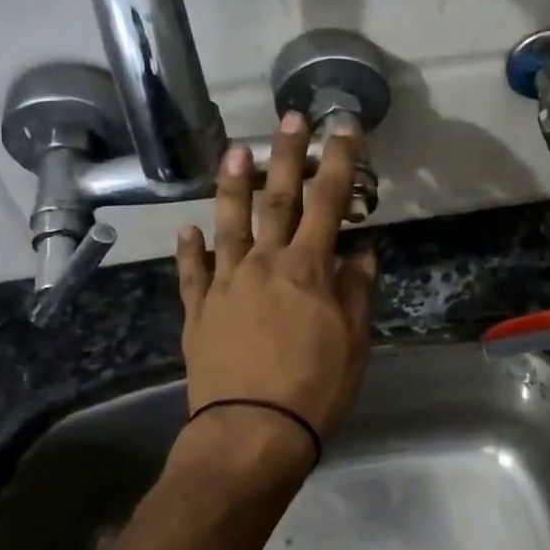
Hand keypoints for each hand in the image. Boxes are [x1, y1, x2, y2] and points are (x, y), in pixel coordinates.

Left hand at [175, 113, 376, 459]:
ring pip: (229, 225)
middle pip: (278, 200)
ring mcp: (226, 285)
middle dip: (286, 156)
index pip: (329, 203)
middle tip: (288, 118)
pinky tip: (188, 229)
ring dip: (232, 187)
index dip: (338, 161)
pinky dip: (190, 249)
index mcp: (307, 269)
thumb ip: (355, 290)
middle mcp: (264, 264)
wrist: (251, 432)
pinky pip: (193, 272)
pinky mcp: (199, 311)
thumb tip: (361, 252)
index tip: (342, 127)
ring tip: (233, 153)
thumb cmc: (315, 387)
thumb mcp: (353, 341)